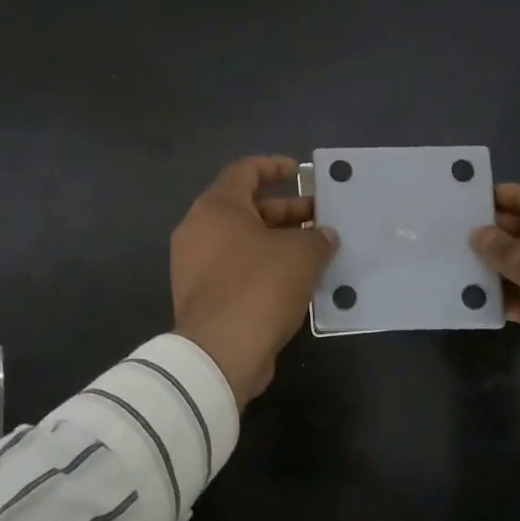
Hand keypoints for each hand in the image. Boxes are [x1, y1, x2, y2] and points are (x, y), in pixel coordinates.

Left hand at [171, 156, 338, 406]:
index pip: (244, 171)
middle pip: (246, 208)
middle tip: (320, 218)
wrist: (220, 353)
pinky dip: (264, 268)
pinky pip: (237, 270)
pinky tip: (297, 282)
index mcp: (216, 207)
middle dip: (286, 211)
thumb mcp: (301, 254)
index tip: (300, 173)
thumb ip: (317, 238)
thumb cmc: (259, 286)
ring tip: (315, 251)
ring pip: (243, 242)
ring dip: (278, 242)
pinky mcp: (202, 297)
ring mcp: (195, 265)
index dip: (274, 166)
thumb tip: (324, 236)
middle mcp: (199, 230)